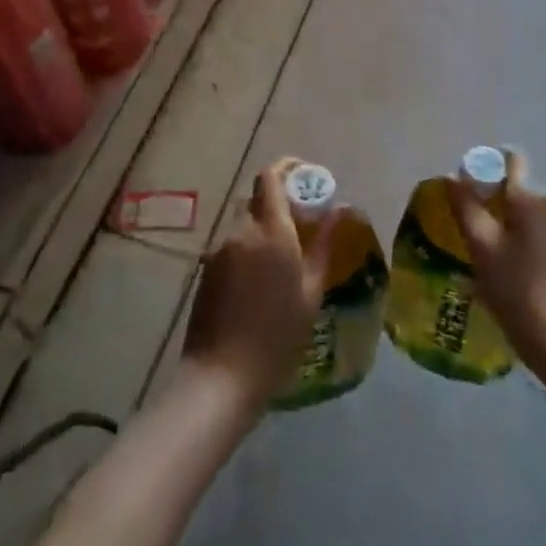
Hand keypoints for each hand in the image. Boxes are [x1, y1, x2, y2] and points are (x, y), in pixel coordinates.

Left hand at [181, 159, 335, 410]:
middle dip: (279, 203)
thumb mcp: (311, 292)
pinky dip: (248, 249)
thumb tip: (340, 210)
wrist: (221, 377)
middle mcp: (240, 231)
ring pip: (243, 224)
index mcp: (270, 231)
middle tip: (302, 227)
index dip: (288, 168)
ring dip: (263, 229)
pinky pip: (232, 246)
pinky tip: (261, 283)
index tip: (306, 178)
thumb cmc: (277, 336)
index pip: (270, 177)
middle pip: (257, 199)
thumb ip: (323, 245)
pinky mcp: (206, 270)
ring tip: (284, 261)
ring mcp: (218, 250)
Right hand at [448, 148, 545, 389]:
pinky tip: (504, 263)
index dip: (484, 166)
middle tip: (466, 225)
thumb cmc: (516, 288)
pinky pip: (536, 226)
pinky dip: (517, 234)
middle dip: (489, 196)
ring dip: (502, 218)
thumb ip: (465, 206)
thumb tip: (453, 175)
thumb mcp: (482, 246)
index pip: (509, 159)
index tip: (464, 190)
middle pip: (515, 184)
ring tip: (481, 248)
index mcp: (532, 196)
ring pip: (524, 207)